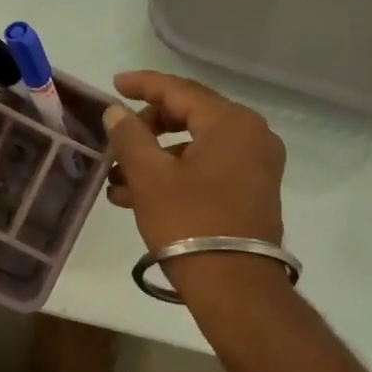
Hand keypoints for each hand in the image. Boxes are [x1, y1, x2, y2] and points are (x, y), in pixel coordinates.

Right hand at [103, 71, 285, 251]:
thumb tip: (116, 112)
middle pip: (190, 116)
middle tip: (116, 139)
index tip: (115, 85)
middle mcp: (252, 135)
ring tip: (116, 181)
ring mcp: (256, 165)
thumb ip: (129, 136)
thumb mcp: (150, 177)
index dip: (143, 85)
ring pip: (196, 147)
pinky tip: (138, 196)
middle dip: (147, 128)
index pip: (180, 90)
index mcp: (231, 122)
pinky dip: (176, 175)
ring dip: (156, 158)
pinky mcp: (253, 191)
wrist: (234, 286)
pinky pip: (209, 169)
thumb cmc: (189, 223)